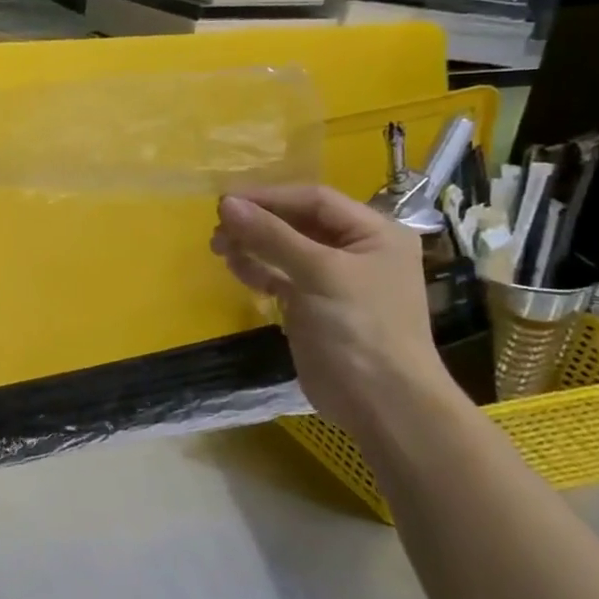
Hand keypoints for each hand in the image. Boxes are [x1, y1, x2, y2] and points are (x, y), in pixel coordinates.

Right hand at [211, 184, 452, 437]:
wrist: (381, 402)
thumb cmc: (360, 327)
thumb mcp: (319, 273)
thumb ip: (272, 236)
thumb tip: (226, 204)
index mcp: (373, 233)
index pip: (314, 200)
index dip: (269, 197)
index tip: (224, 203)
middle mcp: (355, 250)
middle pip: (297, 222)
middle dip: (257, 222)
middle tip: (217, 230)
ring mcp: (333, 280)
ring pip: (284, 249)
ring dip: (251, 245)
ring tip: (218, 247)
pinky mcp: (312, 306)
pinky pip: (280, 276)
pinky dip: (257, 269)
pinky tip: (235, 267)